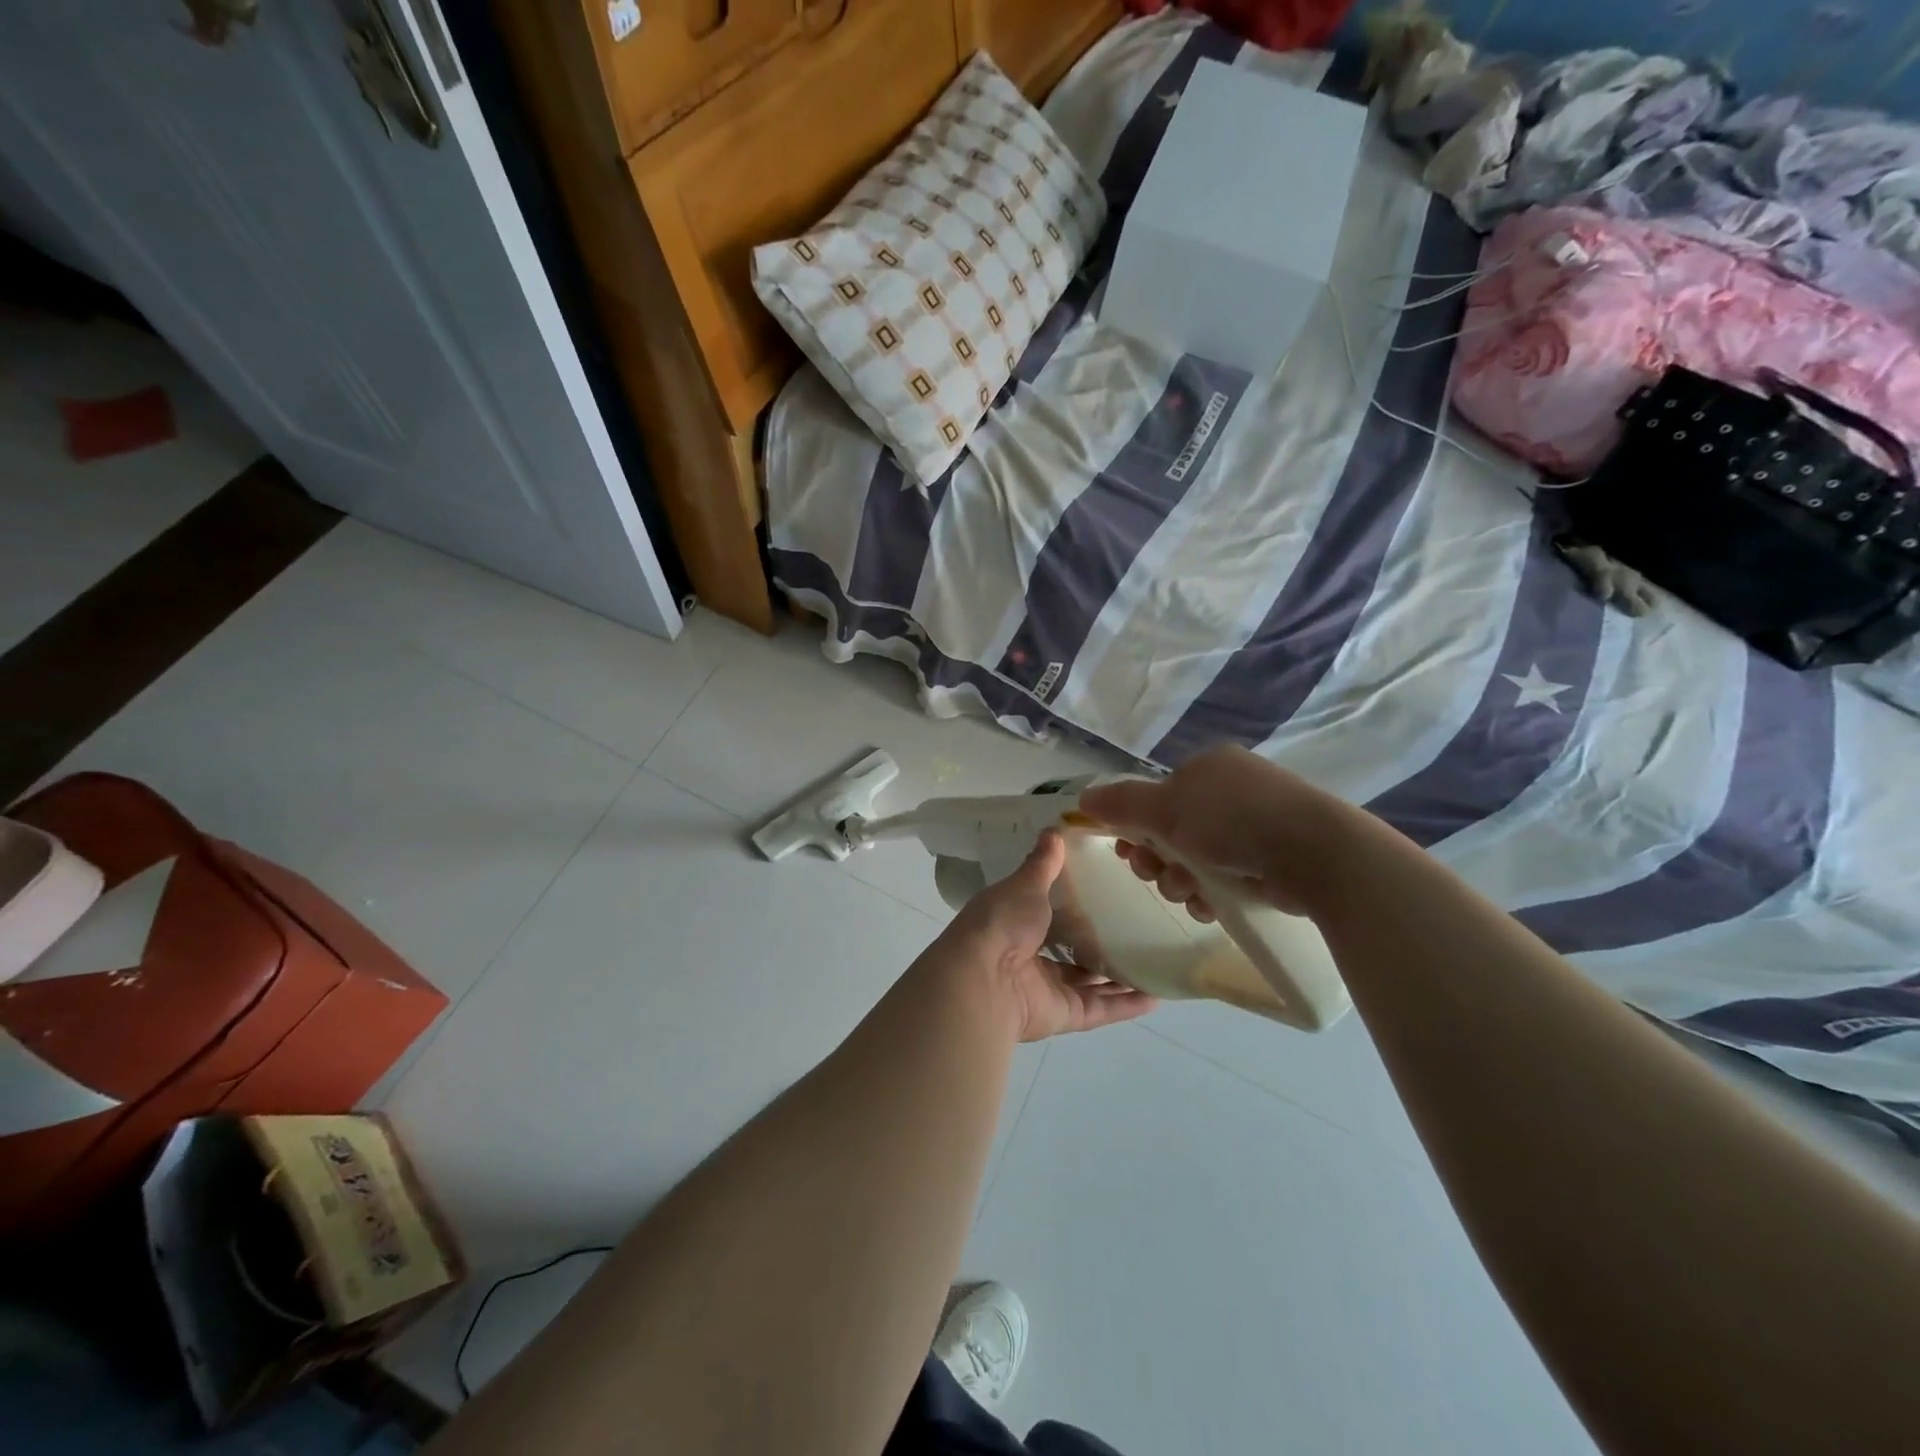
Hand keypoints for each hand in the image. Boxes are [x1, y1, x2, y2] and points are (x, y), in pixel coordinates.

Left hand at [940, 830, 1157, 1042]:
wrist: (984, 981)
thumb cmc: (1001, 924)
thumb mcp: (1024, 885)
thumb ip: (1042, 864)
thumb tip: (1054, 830)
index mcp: (1014, 924)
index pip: (1046, 913)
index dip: (1071, 905)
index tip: (1105, 890)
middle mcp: (1030, 958)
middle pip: (1070, 951)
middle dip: (1098, 944)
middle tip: (1137, 927)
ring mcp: (1048, 989)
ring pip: (1089, 983)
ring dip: (1118, 976)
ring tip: (1154, 961)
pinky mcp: (1066, 1014)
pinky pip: (1101, 1009)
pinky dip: (1127, 1005)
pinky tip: (1157, 996)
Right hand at [1078, 745, 1352, 922]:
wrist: (1315, 853)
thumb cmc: (1231, 820)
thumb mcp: (1164, 808)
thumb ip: (1120, 804)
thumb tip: (1082, 799)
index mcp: (1206, 768)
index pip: (1156, 797)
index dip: (1135, 826)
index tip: (1129, 852)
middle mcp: (1229, 791)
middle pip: (1172, 831)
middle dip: (1158, 860)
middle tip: (1158, 876)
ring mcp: (1255, 825)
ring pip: (1196, 859)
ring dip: (1181, 881)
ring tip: (1190, 893)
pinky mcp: (1273, 858)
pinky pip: (1226, 876)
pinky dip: (1211, 892)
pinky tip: (1210, 905)